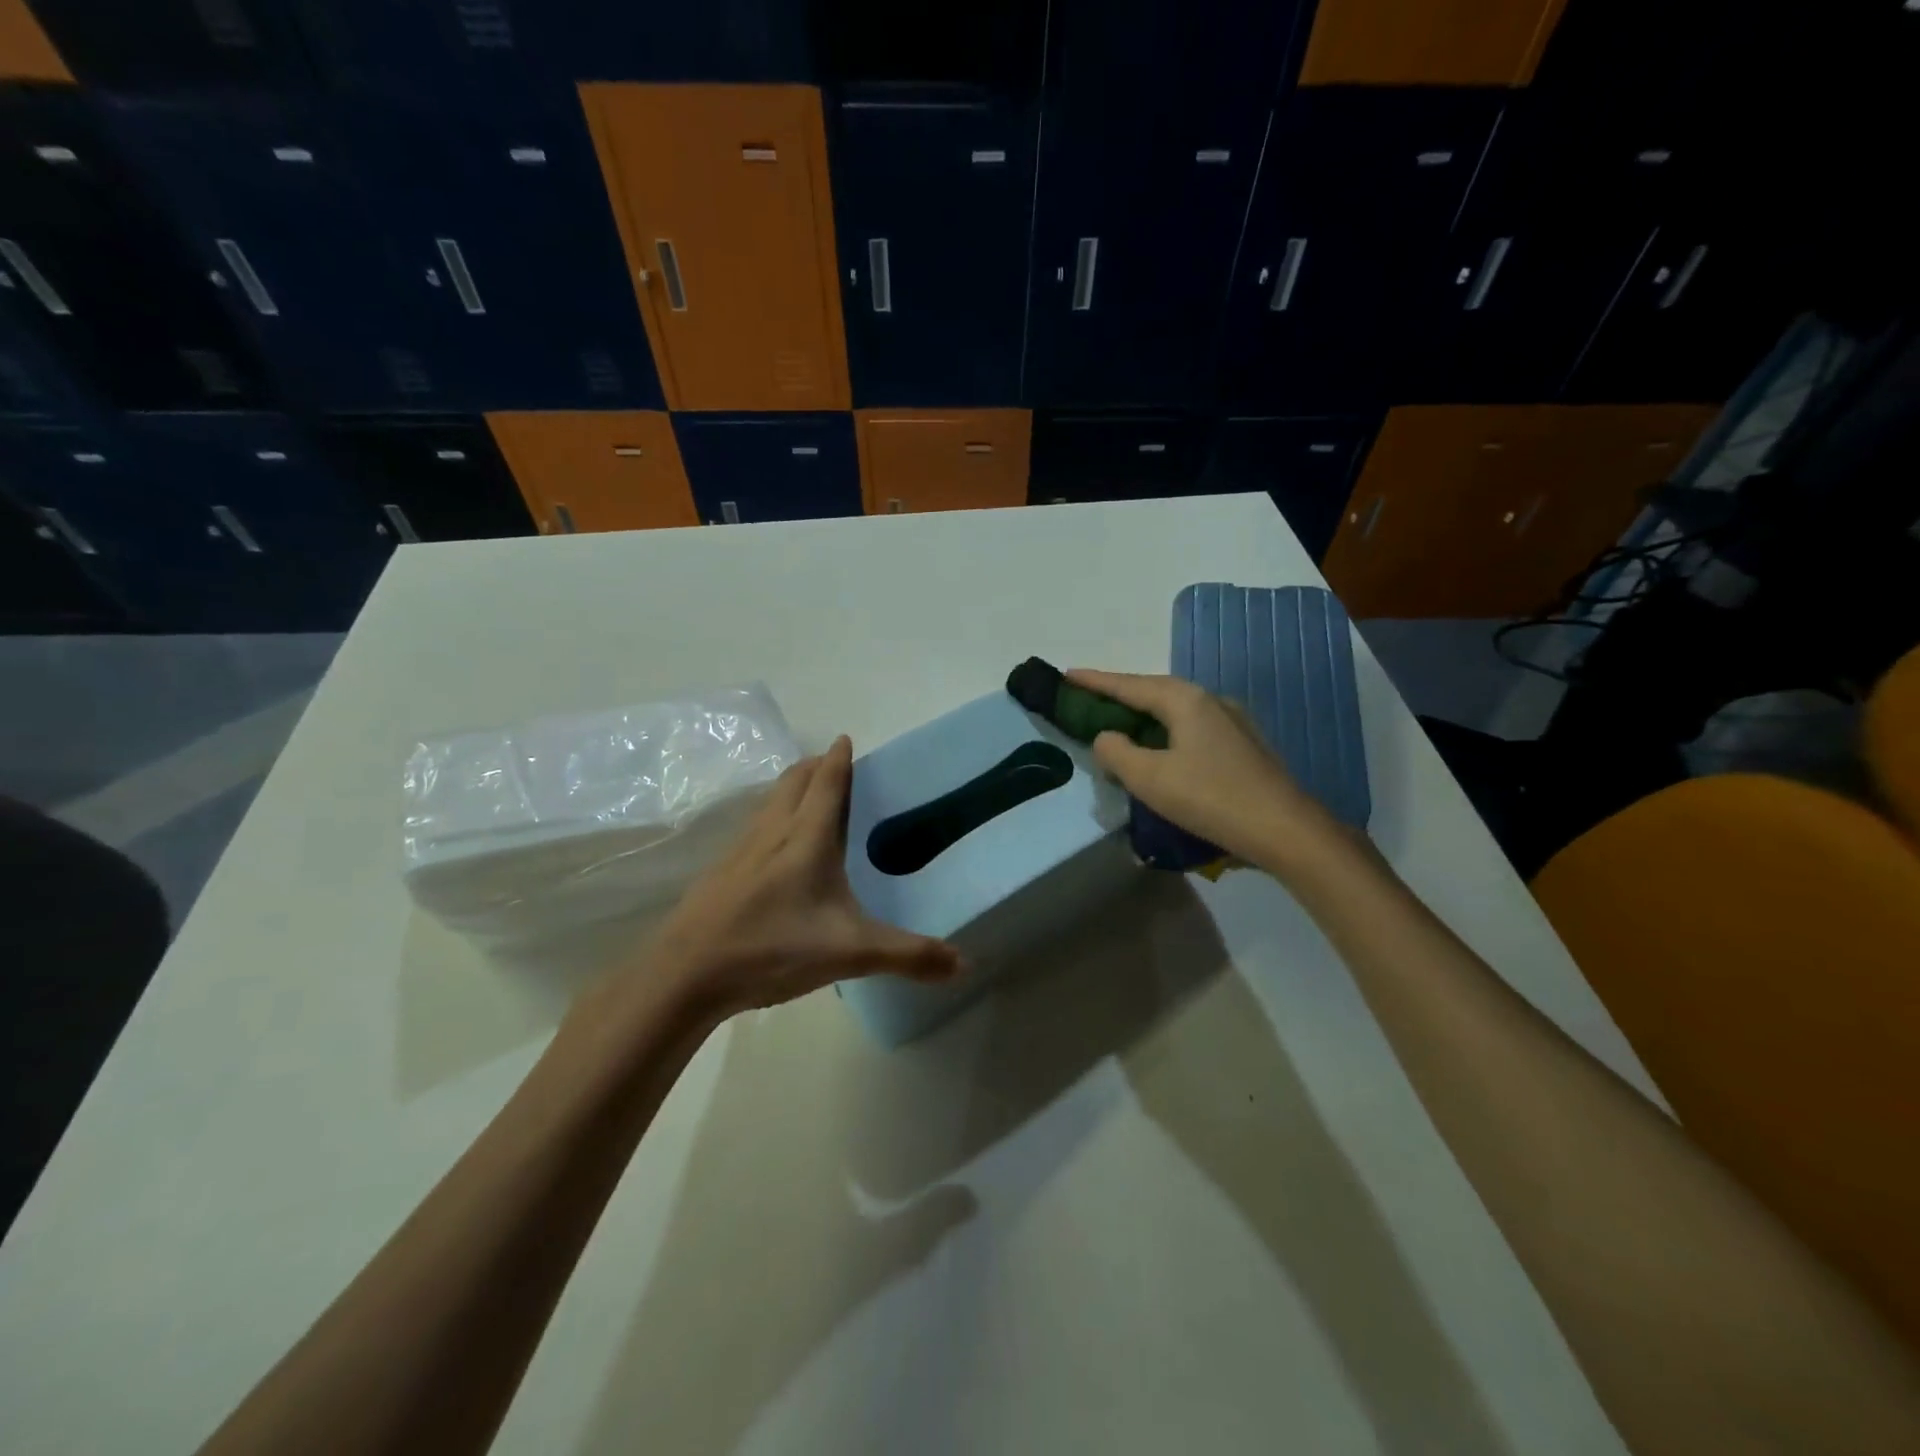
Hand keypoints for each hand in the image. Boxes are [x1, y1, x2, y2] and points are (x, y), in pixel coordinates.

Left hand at [651, 736, 962, 1017]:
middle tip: (834, 764)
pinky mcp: (720, 872)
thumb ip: (908, 956)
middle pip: (794, 782)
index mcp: (806, 839)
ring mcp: (741, 850)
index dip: (838, 759)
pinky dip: (772, 817)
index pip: (827, 783)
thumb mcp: (850, 954)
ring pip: (770, 802)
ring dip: (791, 788)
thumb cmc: (772, 949)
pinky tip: (774, 848)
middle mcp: (772, 833)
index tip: (846, 738)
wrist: (685, 975)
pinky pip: (754, 828)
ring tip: (808, 796)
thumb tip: (964, 964)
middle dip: (815, 766)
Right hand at [1067, 669, 1340, 873]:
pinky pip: (1191, 727)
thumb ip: (1117, 753)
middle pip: (1154, 690)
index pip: (1130, 685)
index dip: (1096, 681)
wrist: (1284, 829)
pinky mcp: (1242, 745)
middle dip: (1120, 694)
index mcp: (1185, 701)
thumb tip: (1106, 737)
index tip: (1067, 674)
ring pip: (1175, 709)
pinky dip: (1165, 730)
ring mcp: (1232, 721)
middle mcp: (1210, 700)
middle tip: (1088, 698)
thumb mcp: (1149, 778)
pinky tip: (1161, 747)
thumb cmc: (1211, 798)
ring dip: (1144, 713)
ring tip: (1119, 721)